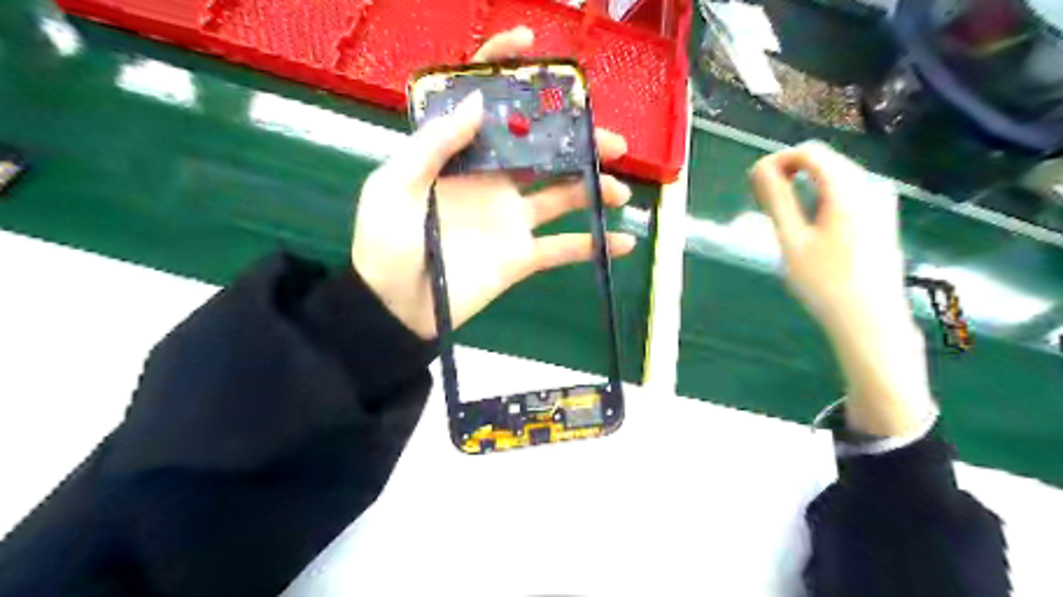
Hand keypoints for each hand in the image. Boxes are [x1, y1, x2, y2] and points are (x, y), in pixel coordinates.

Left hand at [353, 27, 633, 340]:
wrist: (397, 307)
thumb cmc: (386, 243)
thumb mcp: (396, 186)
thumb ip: (434, 145)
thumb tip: (475, 105)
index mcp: (459, 158)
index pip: (483, 106)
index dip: (503, 71)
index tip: (530, 45)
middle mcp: (492, 182)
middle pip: (542, 151)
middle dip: (577, 140)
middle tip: (610, 141)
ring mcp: (511, 219)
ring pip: (562, 195)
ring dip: (594, 190)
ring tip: (618, 190)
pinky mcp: (522, 256)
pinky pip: (564, 248)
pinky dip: (594, 246)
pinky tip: (624, 241)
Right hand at [752, 143, 932, 435]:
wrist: (870, 320)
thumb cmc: (825, 281)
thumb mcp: (792, 240)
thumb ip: (775, 199)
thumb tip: (759, 167)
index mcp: (849, 188)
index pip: (809, 152)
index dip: (777, 161)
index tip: (753, 184)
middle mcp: (870, 185)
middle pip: (824, 161)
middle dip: (789, 173)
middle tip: (761, 202)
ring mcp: (881, 201)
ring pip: (834, 177)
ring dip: (803, 185)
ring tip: (781, 215)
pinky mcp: (881, 217)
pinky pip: (846, 192)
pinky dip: (820, 198)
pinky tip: (809, 224)